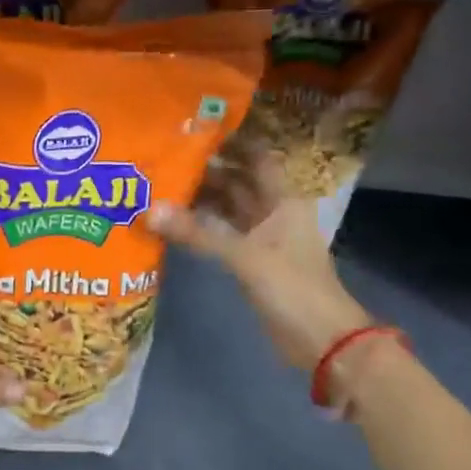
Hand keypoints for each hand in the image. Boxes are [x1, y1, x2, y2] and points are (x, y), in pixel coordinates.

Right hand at [151, 133, 371, 371]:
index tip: (193, 128)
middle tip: (163, 158)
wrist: (321, 340)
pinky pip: (222, 234)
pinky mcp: (251, 262)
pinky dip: (201, 227)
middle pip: (237, 181)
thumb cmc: (292, 287)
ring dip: (200, 199)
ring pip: (227, 209)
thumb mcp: (244, 256)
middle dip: (205, 170)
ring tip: (160, 186)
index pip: (256, 157)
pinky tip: (173, 222)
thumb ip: (197, 233)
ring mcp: (262, 237)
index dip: (231, 141)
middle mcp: (273, 211)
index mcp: (283, 199)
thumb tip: (149, 211)